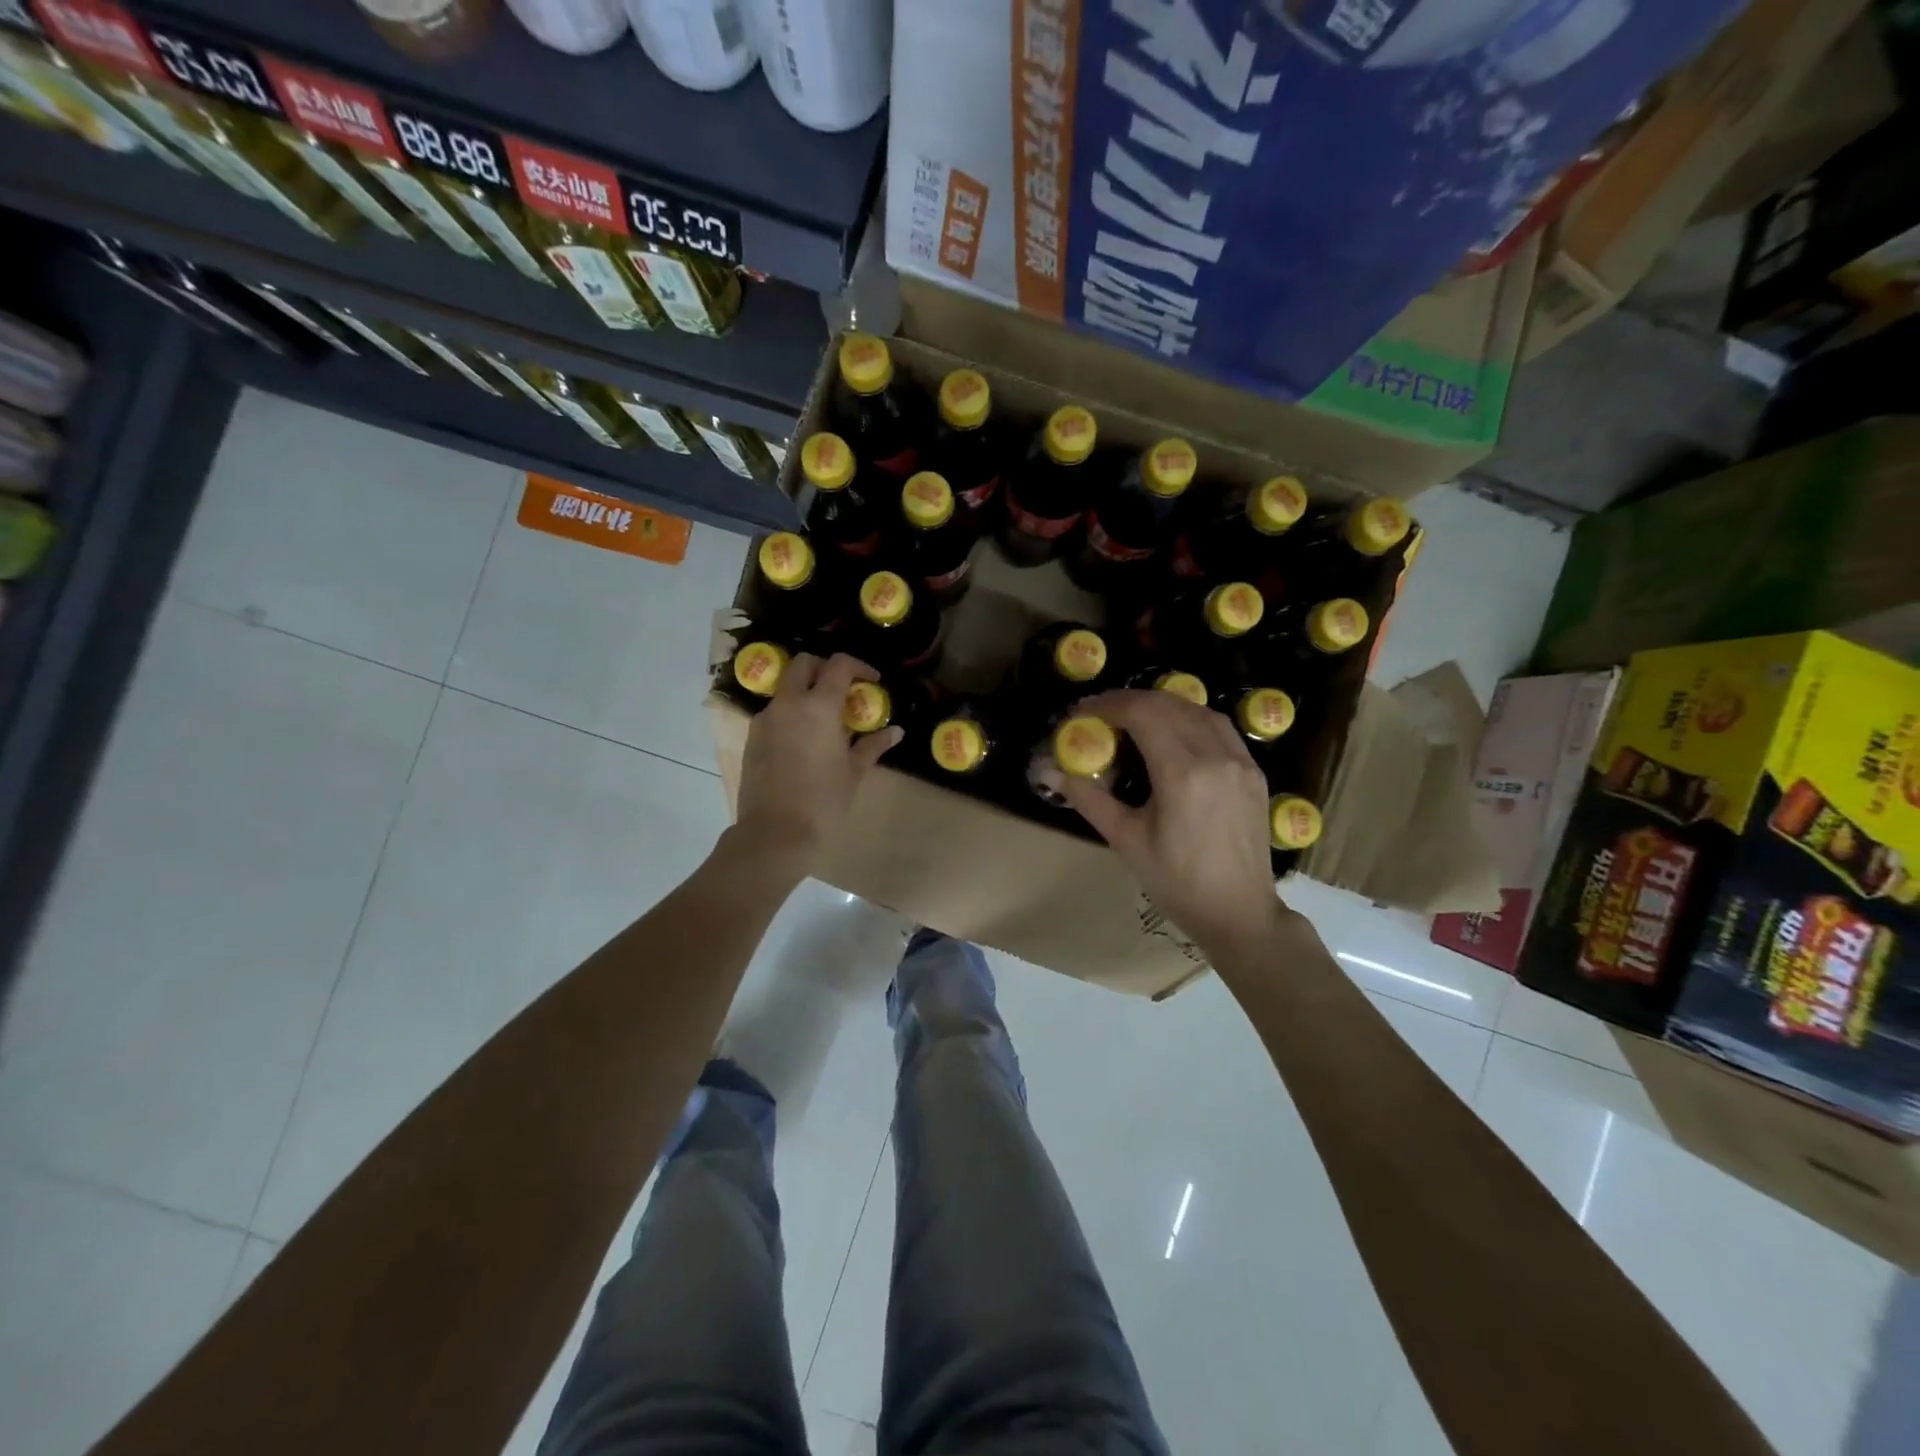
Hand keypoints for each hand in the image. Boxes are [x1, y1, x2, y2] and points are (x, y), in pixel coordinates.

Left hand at [734, 652, 900, 873]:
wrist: (774, 834)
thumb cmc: (823, 802)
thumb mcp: (854, 772)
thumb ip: (873, 745)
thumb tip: (895, 732)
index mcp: (818, 706)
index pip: (839, 665)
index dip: (859, 666)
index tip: (872, 681)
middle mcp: (788, 703)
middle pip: (803, 664)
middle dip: (825, 668)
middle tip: (843, 690)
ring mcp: (766, 719)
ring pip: (785, 687)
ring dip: (806, 691)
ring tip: (825, 719)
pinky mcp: (752, 737)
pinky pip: (774, 711)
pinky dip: (791, 713)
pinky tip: (805, 740)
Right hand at [1058, 689, 1295, 960]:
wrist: (1239, 913)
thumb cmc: (1176, 882)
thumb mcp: (1126, 839)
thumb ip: (1088, 797)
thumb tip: (1046, 771)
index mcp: (1182, 773)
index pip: (1142, 713)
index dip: (1108, 705)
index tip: (1082, 712)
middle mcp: (1215, 755)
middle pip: (1168, 704)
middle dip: (1129, 700)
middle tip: (1099, 713)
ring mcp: (1241, 761)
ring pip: (1197, 709)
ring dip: (1161, 704)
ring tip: (1131, 717)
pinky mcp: (1253, 771)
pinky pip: (1219, 727)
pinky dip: (1189, 717)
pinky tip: (1171, 732)